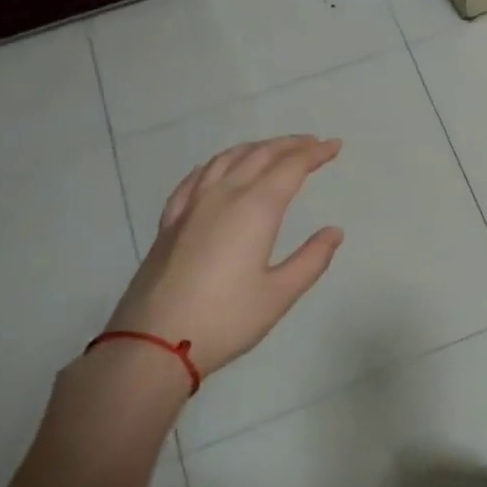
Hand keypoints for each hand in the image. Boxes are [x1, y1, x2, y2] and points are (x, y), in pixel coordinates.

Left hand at [101, 135, 344, 380]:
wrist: (152, 343)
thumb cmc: (225, 319)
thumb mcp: (279, 294)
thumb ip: (311, 259)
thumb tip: (334, 231)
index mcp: (255, 208)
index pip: (291, 167)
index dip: (315, 153)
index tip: (334, 146)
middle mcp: (224, 195)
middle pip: (260, 155)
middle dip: (290, 145)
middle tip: (313, 143)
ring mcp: (192, 205)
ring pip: (227, 159)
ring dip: (256, 148)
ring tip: (274, 150)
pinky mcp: (170, 221)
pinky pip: (196, 177)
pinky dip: (217, 164)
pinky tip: (219, 169)